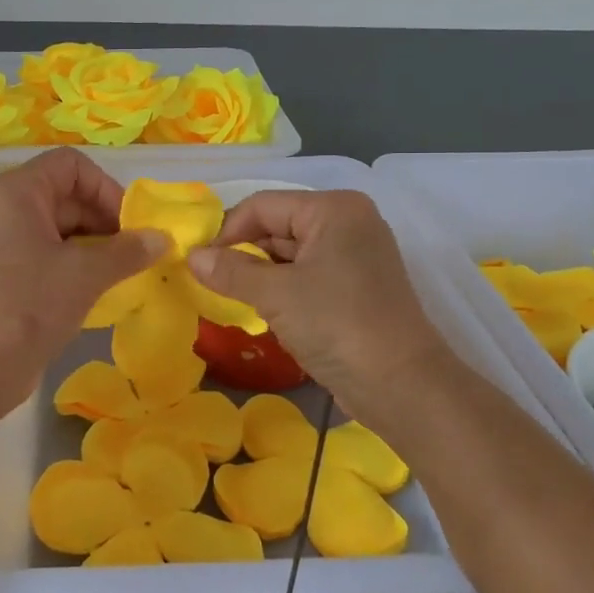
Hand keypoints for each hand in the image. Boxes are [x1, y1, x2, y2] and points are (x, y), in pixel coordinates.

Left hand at [0, 149, 166, 414]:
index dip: (106, 188)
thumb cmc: (27, 304)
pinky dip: (79, 265)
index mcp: (18, 191)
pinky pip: (52, 255)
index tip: (130, 225)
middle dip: (106, 220)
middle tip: (137, 253)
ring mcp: (6, 242)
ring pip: (63, 228)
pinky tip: (104, 289)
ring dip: (98, 246)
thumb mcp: (84, 273)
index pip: (72, 165)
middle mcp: (8, 208)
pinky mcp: (9, 274)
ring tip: (126, 273)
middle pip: (68, 195)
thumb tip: (163, 239)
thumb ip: (127, 251)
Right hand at [187, 190, 447, 411]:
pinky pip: (308, 275)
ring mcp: (355, 255)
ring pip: (291, 254)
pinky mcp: (356, 286)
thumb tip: (191, 256)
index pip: (264, 206)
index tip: (200, 264)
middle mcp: (348, 222)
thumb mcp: (276, 294)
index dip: (227, 232)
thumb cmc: (337, 325)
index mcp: (333, 209)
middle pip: (278, 226)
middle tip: (210, 283)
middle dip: (243, 253)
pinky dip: (282, 288)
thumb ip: (230, 270)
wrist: (402, 386)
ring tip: (231, 297)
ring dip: (260, 274)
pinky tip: (262, 309)